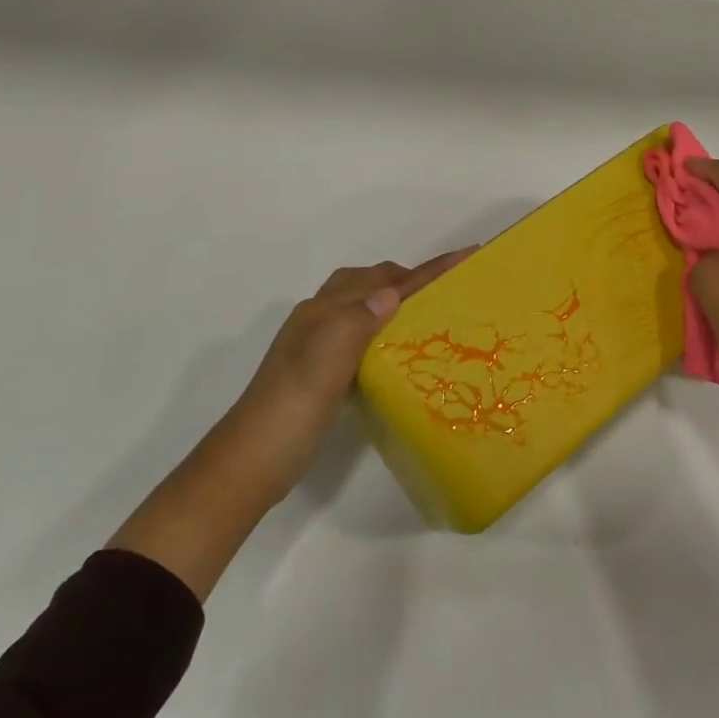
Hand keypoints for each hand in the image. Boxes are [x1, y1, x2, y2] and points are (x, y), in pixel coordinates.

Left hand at [234, 252, 474, 497]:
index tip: (468, 255)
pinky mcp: (321, 368)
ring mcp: (317, 343)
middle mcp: (320, 318)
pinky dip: (385, 326)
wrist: (250, 462)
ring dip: (397, 299)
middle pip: (372, 281)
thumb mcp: (324, 365)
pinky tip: (397, 348)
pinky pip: (361, 330)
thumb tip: (392, 293)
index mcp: (324, 311)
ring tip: (430, 313)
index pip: (385, 281)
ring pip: (364, 303)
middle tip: (450, 290)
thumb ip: (355, 324)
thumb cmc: (290, 411)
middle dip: (411, 277)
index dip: (428, 269)